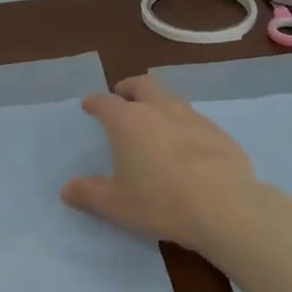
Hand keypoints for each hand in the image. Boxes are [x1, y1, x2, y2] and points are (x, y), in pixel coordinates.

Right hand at [61, 76, 257, 249]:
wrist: (224, 207)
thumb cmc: (160, 202)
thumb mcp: (116, 204)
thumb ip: (89, 194)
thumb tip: (67, 190)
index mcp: (128, 121)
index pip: (105, 102)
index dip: (94, 102)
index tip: (89, 106)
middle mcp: (159, 110)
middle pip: (142, 84)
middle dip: (128, 87)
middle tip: (122, 96)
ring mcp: (193, 117)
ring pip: (171, 98)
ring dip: (158, 103)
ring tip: (154, 121)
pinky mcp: (219, 132)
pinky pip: (195, 120)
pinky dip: (183, 125)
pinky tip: (186, 146)